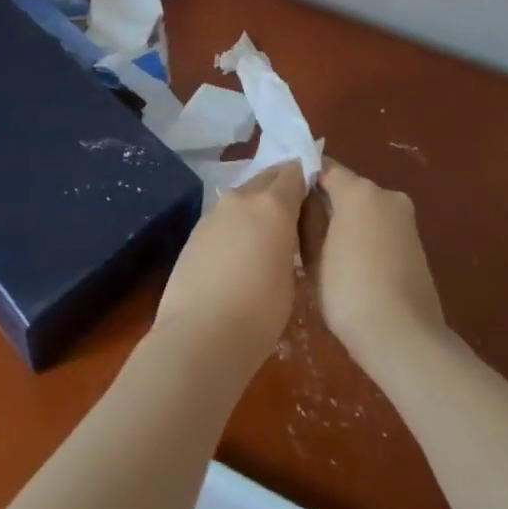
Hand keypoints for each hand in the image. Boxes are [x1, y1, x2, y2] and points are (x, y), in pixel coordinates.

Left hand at [154, 162, 308, 373]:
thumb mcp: (290, 278)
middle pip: (266, 178)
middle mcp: (242, 199)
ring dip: (255, 208)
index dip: (304, 179)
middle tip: (291, 214)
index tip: (312, 194)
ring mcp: (214, 213)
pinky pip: (223, 218)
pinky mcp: (195, 231)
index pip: (293, 172)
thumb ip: (288, 243)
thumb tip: (281, 237)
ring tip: (263, 238)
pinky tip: (236, 255)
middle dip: (279, 188)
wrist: (199, 336)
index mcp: (273, 205)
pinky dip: (234, 226)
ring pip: (242, 197)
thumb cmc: (259, 313)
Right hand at [316, 158, 447, 373]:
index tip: (284, 194)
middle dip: (325, 202)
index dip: (303, 177)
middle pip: (347, 188)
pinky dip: (364, 237)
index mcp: (359, 191)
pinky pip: (381, 229)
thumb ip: (306, 219)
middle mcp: (387, 195)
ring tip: (320, 249)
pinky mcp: (416, 244)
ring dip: (346, 221)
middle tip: (298, 225)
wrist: (404, 338)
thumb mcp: (313, 256)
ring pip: (365, 210)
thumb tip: (303, 199)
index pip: (324, 168)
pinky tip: (349, 264)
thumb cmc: (349, 292)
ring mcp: (406, 219)